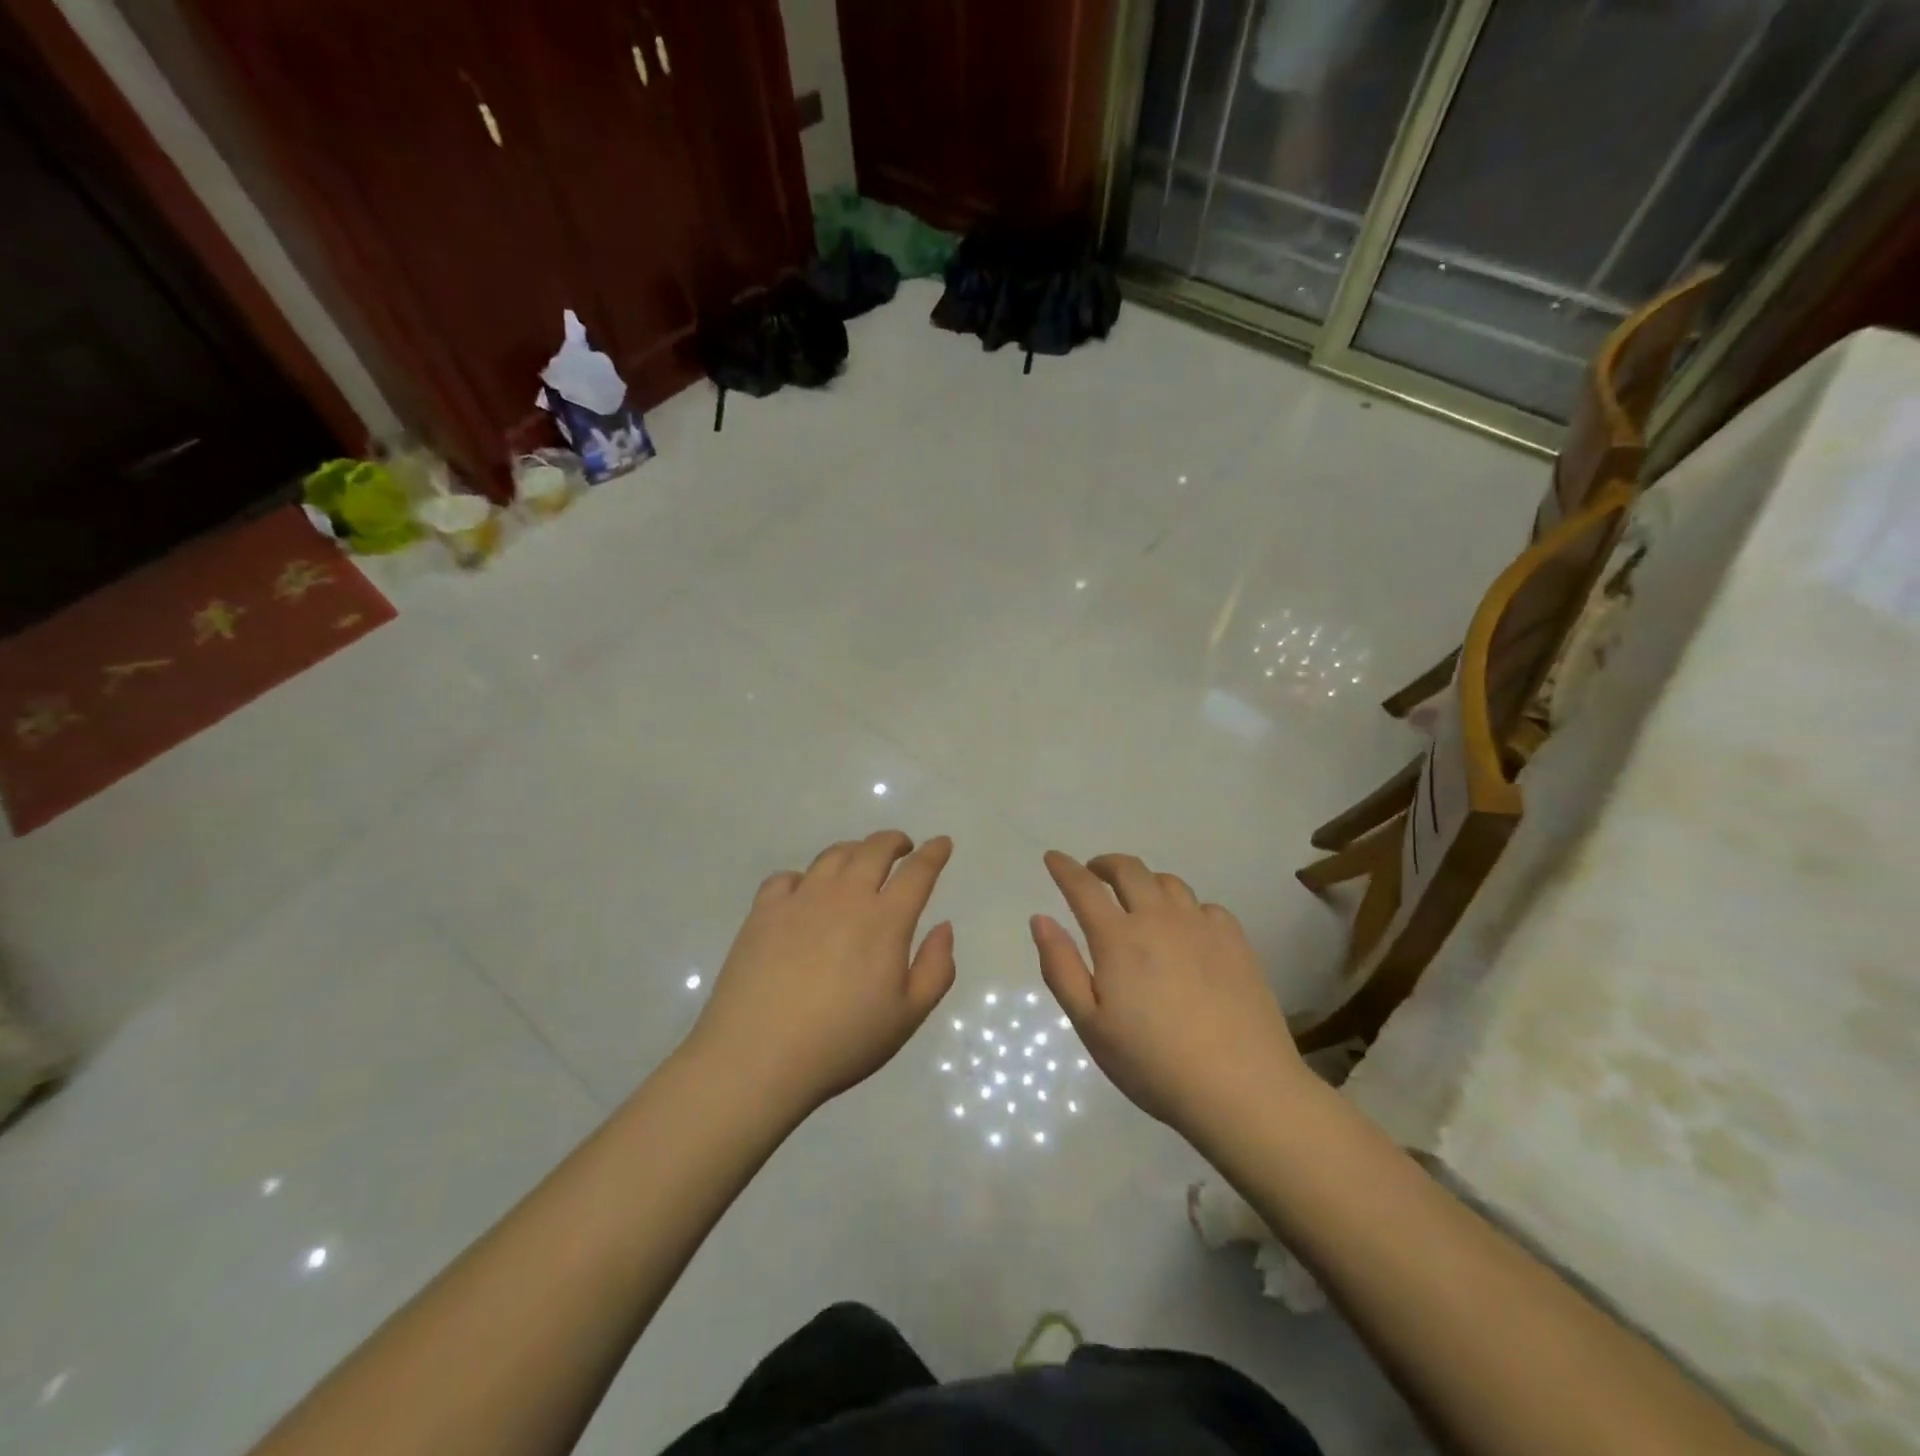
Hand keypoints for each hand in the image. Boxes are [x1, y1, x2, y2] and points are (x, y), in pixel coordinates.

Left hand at [688, 831, 955, 1114]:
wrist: (757, 1056)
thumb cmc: (842, 1042)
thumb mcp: (907, 1016)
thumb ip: (936, 968)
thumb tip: (943, 926)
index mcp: (885, 920)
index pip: (917, 872)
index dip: (934, 853)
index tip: (942, 843)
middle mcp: (845, 897)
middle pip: (874, 850)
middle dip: (894, 841)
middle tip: (903, 847)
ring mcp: (800, 899)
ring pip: (833, 856)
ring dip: (854, 850)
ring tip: (859, 861)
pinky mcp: (763, 911)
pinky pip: (787, 877)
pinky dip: (805, 876)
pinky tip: (805, 891)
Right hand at [1031, 851, 1305, 1133]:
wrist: (1241, 1089)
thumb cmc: (1153, 1063)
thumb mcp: (1090, 1025)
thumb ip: (1061, 967)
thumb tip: (1040, 919)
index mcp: (1118, 939)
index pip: (1084, 887)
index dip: (1065, 868)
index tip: (1053, 857)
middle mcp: (1159, 919)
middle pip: (1130, 870)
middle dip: (1105, 864)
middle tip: (1095, 873)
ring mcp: (1202, 927)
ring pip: (1168, 882)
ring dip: (1145, 882)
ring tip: (1138, 900)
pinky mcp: (1236, 942)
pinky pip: (1204, 906)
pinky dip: (1185, 907)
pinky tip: (1187, 929)